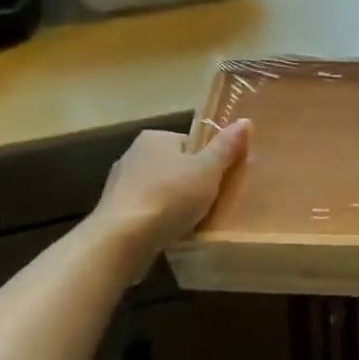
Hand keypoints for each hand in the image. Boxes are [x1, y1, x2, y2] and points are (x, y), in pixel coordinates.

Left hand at [91, 121, 251, 263]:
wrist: (122, 239)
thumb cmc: (170, 196)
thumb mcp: (208, 170)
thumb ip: (226, 147)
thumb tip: (245, 120)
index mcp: (155, 137)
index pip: (190, 143)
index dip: (207, 161)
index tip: (219, 181)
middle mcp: (133, 154)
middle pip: (174, 166)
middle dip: (190, 183)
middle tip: (209, 203)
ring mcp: (119, 184)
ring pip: (158, 190)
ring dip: (173, 203)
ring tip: (191, 222)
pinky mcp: (113, 212)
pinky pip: (145, 211)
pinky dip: (157, 220)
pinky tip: (168, 234)